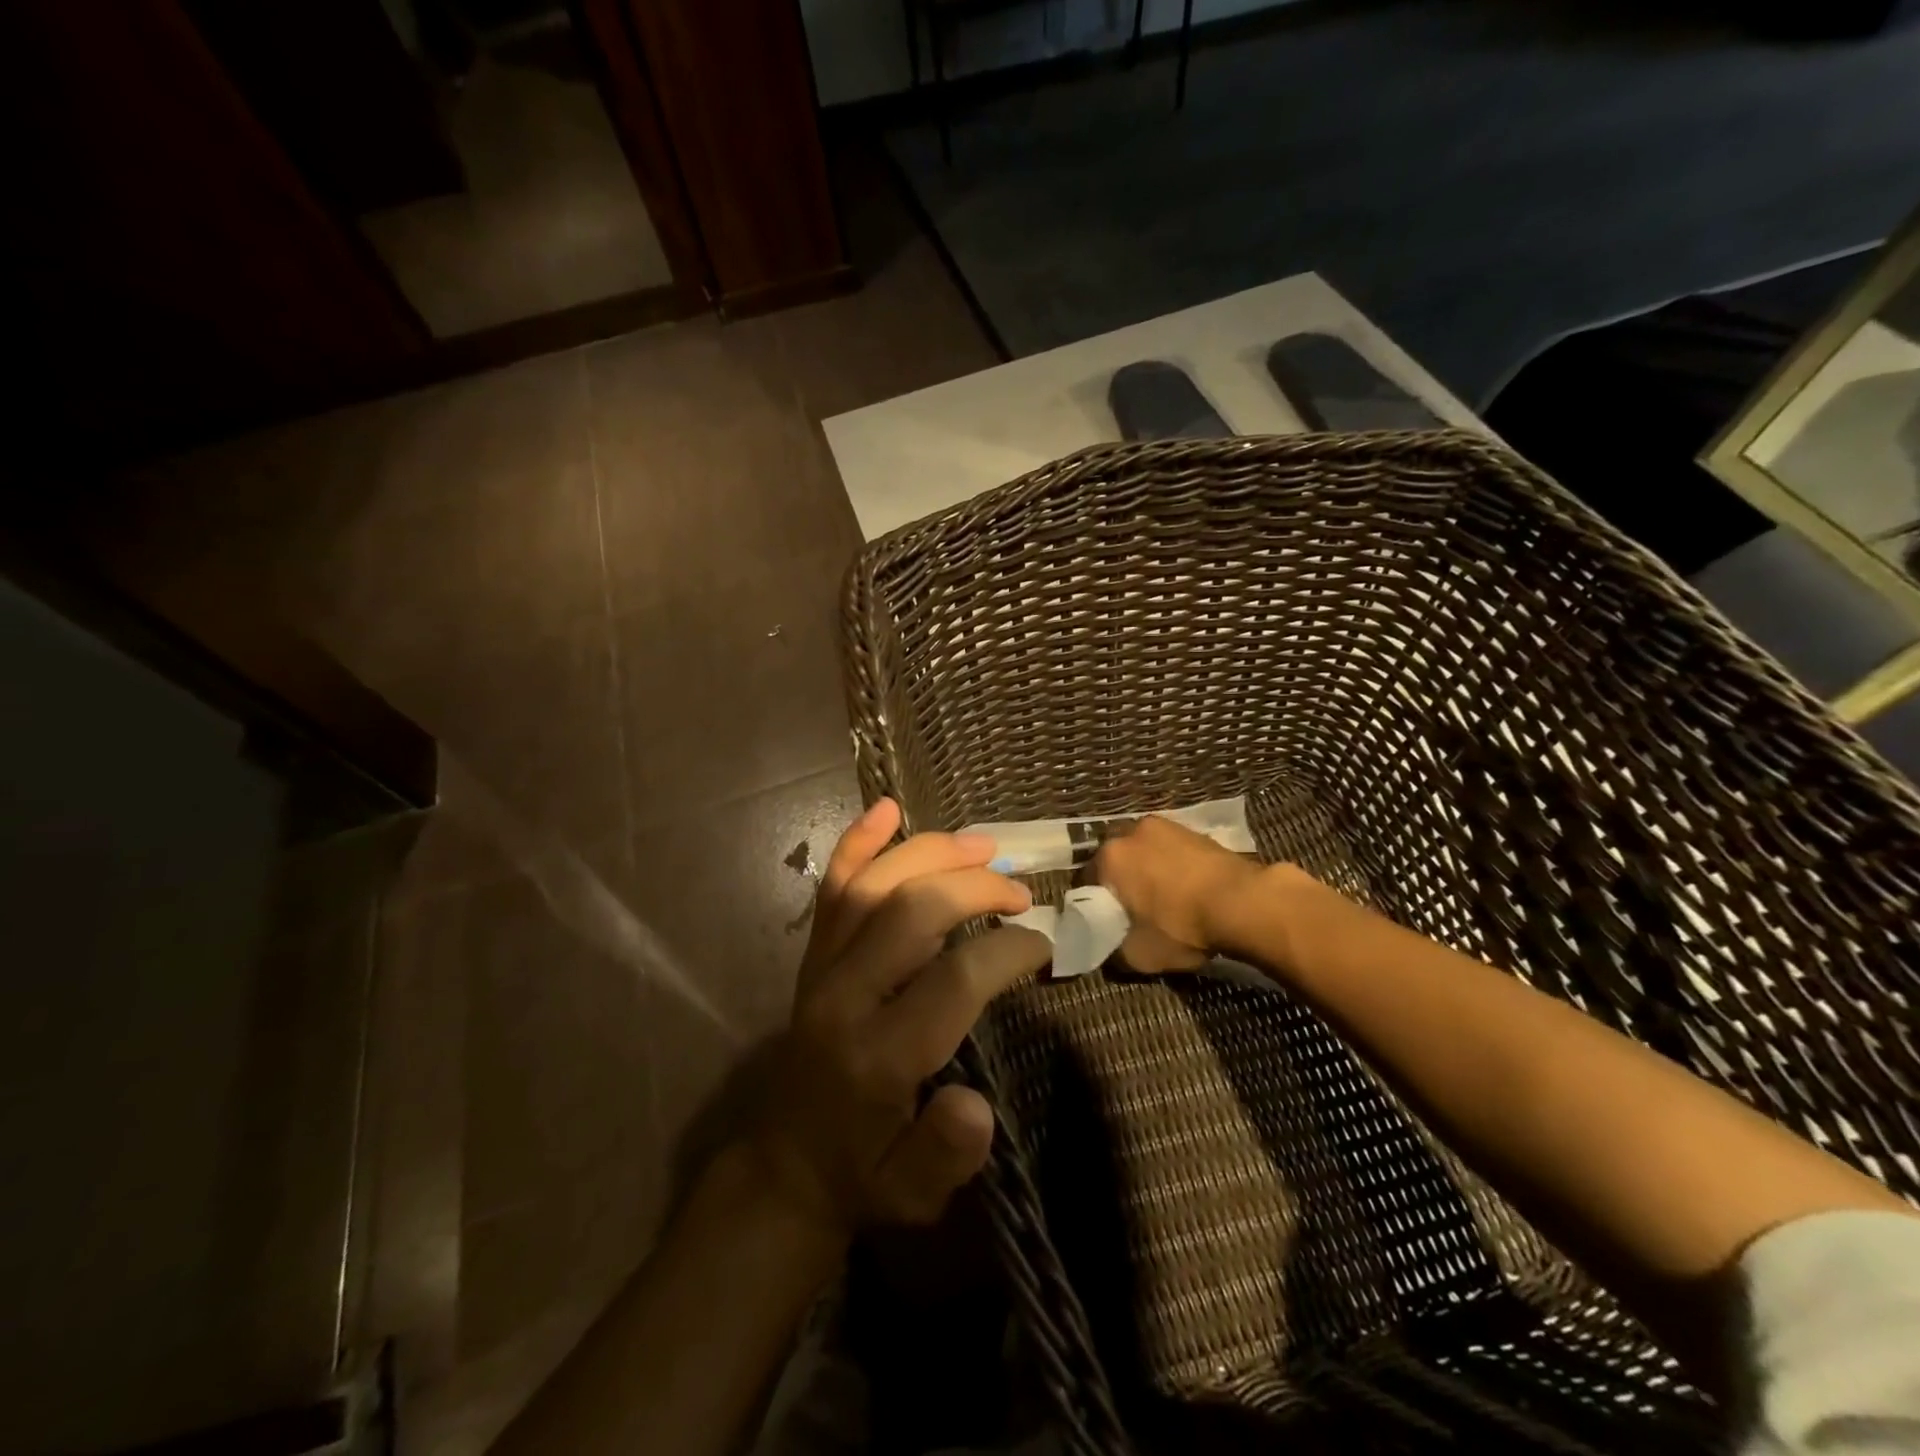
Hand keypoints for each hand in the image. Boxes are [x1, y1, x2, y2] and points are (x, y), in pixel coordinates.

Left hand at [746, 798, 1049, 1239]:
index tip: (1042, 945)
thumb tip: (975, 1104)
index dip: (1007, 952)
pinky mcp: (812, 956)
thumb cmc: (864, 1175)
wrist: (786, 1166)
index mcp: (877, 1056)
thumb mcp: (914, 1194)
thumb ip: (946, 1153)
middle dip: (975, 889)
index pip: (952, 980)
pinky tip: (887, 809)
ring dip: (931, 854)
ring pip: (872, 885)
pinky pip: (833, 888)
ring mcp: (821, 968)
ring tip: (983, 845)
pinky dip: (858, 842)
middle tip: (1021, 893)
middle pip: (910, 912)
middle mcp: (843, 997)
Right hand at [1094, 815, 1261, 972]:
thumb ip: (1114, 951)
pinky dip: (1173, 866)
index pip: (1086, 880)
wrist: (1244, 903)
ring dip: (1147, 869)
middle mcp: (1132, 831)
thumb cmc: (1181, 926)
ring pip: (1145, 850)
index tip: (1104, 921)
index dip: (1093, 903)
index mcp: (1110, 857)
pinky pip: (1171, 850)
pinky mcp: (1196, 830)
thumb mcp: (1139, 955)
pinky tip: (1186, 889)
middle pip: (1116, 858)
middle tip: (1132, 908)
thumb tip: (1109, 949)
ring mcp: (1166, 826)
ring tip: (1162, 898)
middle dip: (1120, 879)